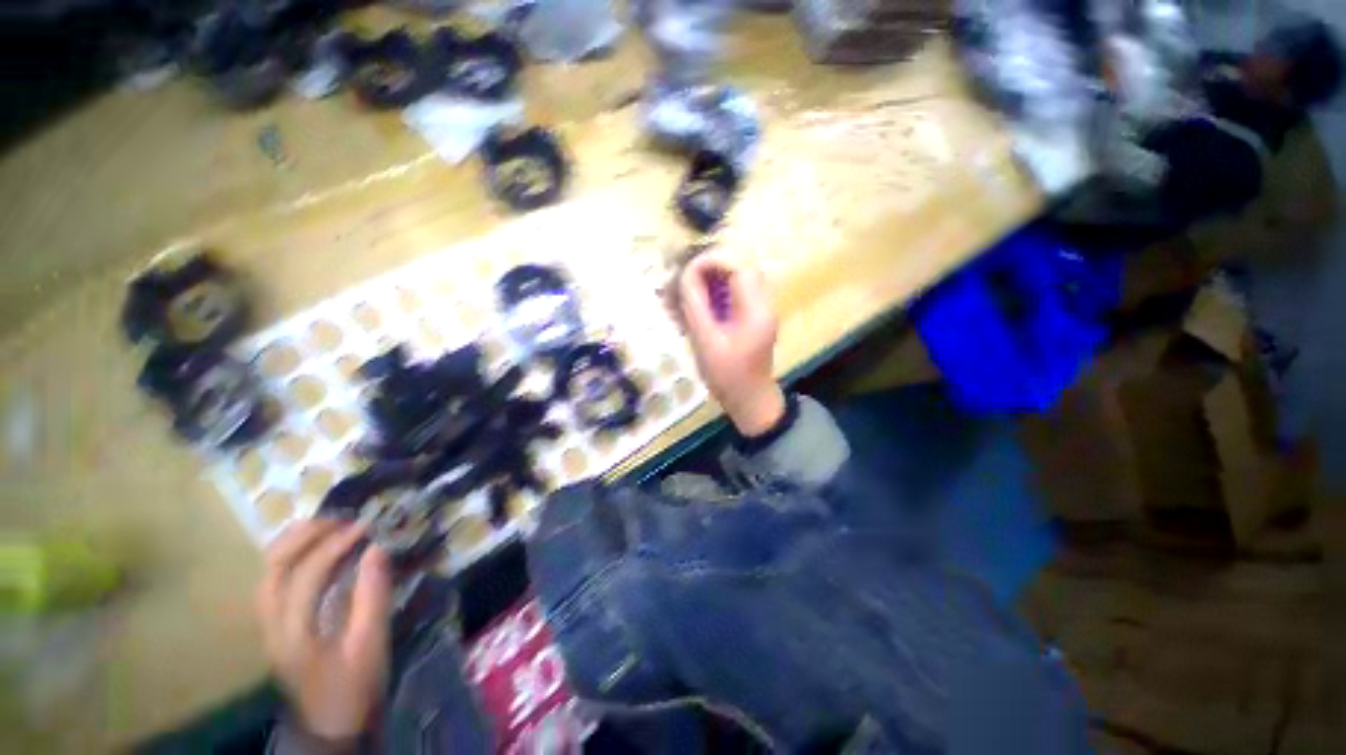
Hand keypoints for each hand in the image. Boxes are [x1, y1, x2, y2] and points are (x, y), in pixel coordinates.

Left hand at [256, 520, 390, 740]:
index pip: (306, 576)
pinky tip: (313, 547)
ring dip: (295, 541)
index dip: (335, 545)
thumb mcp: (371, 644)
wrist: (328, 724)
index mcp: (295, 634)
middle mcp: (271, 624)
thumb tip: (377, 548)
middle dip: (305, 535)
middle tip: (342, 519)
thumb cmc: (354, 685)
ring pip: (267, 571)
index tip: (366, 526)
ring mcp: (267, 623)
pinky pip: (274, 579)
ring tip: (329, 525)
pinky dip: (291, 555)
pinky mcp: (273, 623)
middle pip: (272, 567)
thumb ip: (373, 596)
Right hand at [679, 255, 785, 435]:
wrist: (750, 402)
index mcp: (757, 309)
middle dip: (709, 269)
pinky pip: (735, 295)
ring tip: (685, 293)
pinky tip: (695, 307)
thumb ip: (695, 305)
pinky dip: (714, 295)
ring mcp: (760, 311)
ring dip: (710, 281)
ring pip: (735, 281)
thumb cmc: (728, 377)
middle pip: (738, 268)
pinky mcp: (753, 318)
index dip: (711, 261)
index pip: (738, 267)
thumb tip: (686, 273)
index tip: (685, 270)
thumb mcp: (705, 342)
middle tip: (682, 281)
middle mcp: (764, 303)